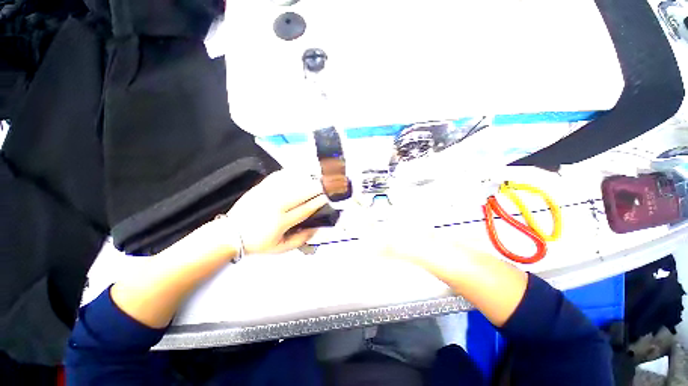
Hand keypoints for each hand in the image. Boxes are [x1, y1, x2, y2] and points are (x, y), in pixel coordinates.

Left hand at [222, 170, 328, 254]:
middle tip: (327, 183)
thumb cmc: (258, 243)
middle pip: (300, 193)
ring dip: (306, 178)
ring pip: (291, 182)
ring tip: (317, 176)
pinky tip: (299, 171)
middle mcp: (275, 205)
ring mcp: (266, 194)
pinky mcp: (260, 187)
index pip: (305, 209)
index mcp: (280, 222)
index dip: (319, 202)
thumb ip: (300, 240)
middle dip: (316, 187)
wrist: (231, 233)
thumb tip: (316, 228)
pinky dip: (290, 173)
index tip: (329, 196)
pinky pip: (278, 176)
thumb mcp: (280, 248)